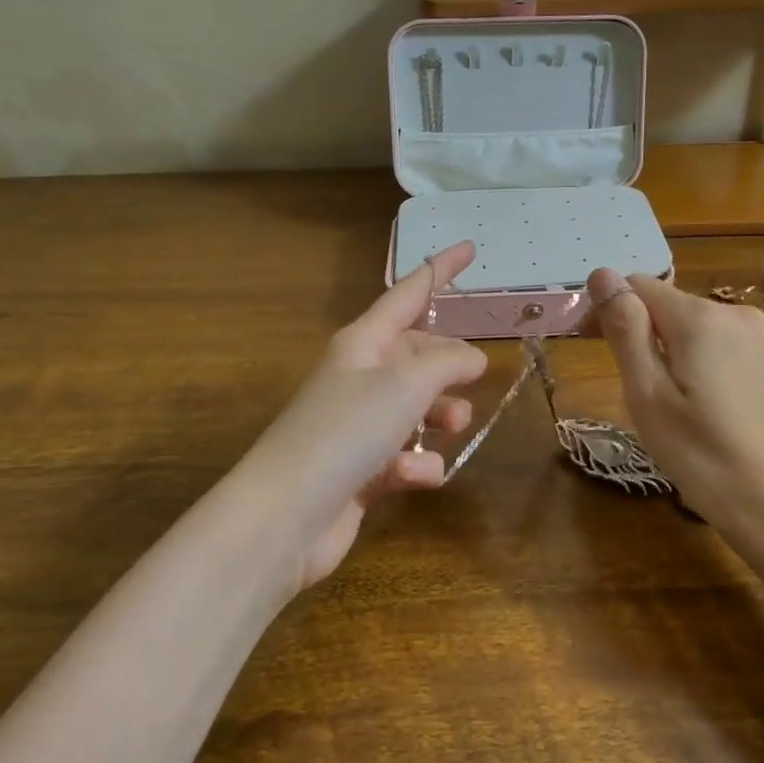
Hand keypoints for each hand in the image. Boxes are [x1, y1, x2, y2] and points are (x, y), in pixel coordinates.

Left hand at [242, 241, 486, 590]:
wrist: (286, 515)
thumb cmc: (344, 432)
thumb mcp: (404, 386)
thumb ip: (447, 364)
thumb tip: (473, 358)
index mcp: (363, 343)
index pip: (409, 294)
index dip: (441, 270)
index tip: (470, 247)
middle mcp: (360, 377)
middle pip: (418, 355)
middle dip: (450, 366)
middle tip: (477, 377)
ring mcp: (360, 425)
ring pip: (419, 407)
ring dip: (441, 417)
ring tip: (454, 426)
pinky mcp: (364, 469)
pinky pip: (406, 455)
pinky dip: (416, 465)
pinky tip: (414, 477)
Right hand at [587, 267, 763, 542]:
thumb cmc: (706, 458)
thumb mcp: (648, 397)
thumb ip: (625, 331)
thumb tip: (603, 274)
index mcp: (700, 319)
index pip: (638, 285)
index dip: (609, 310)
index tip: (594, 350)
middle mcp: (737, 314)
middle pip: (670, 307)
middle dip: (643, 336)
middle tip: (636, 394)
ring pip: (699, 330)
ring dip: (674, 353)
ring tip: (674, 410)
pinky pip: (728, 349)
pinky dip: (706, 367)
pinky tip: (712, 413)